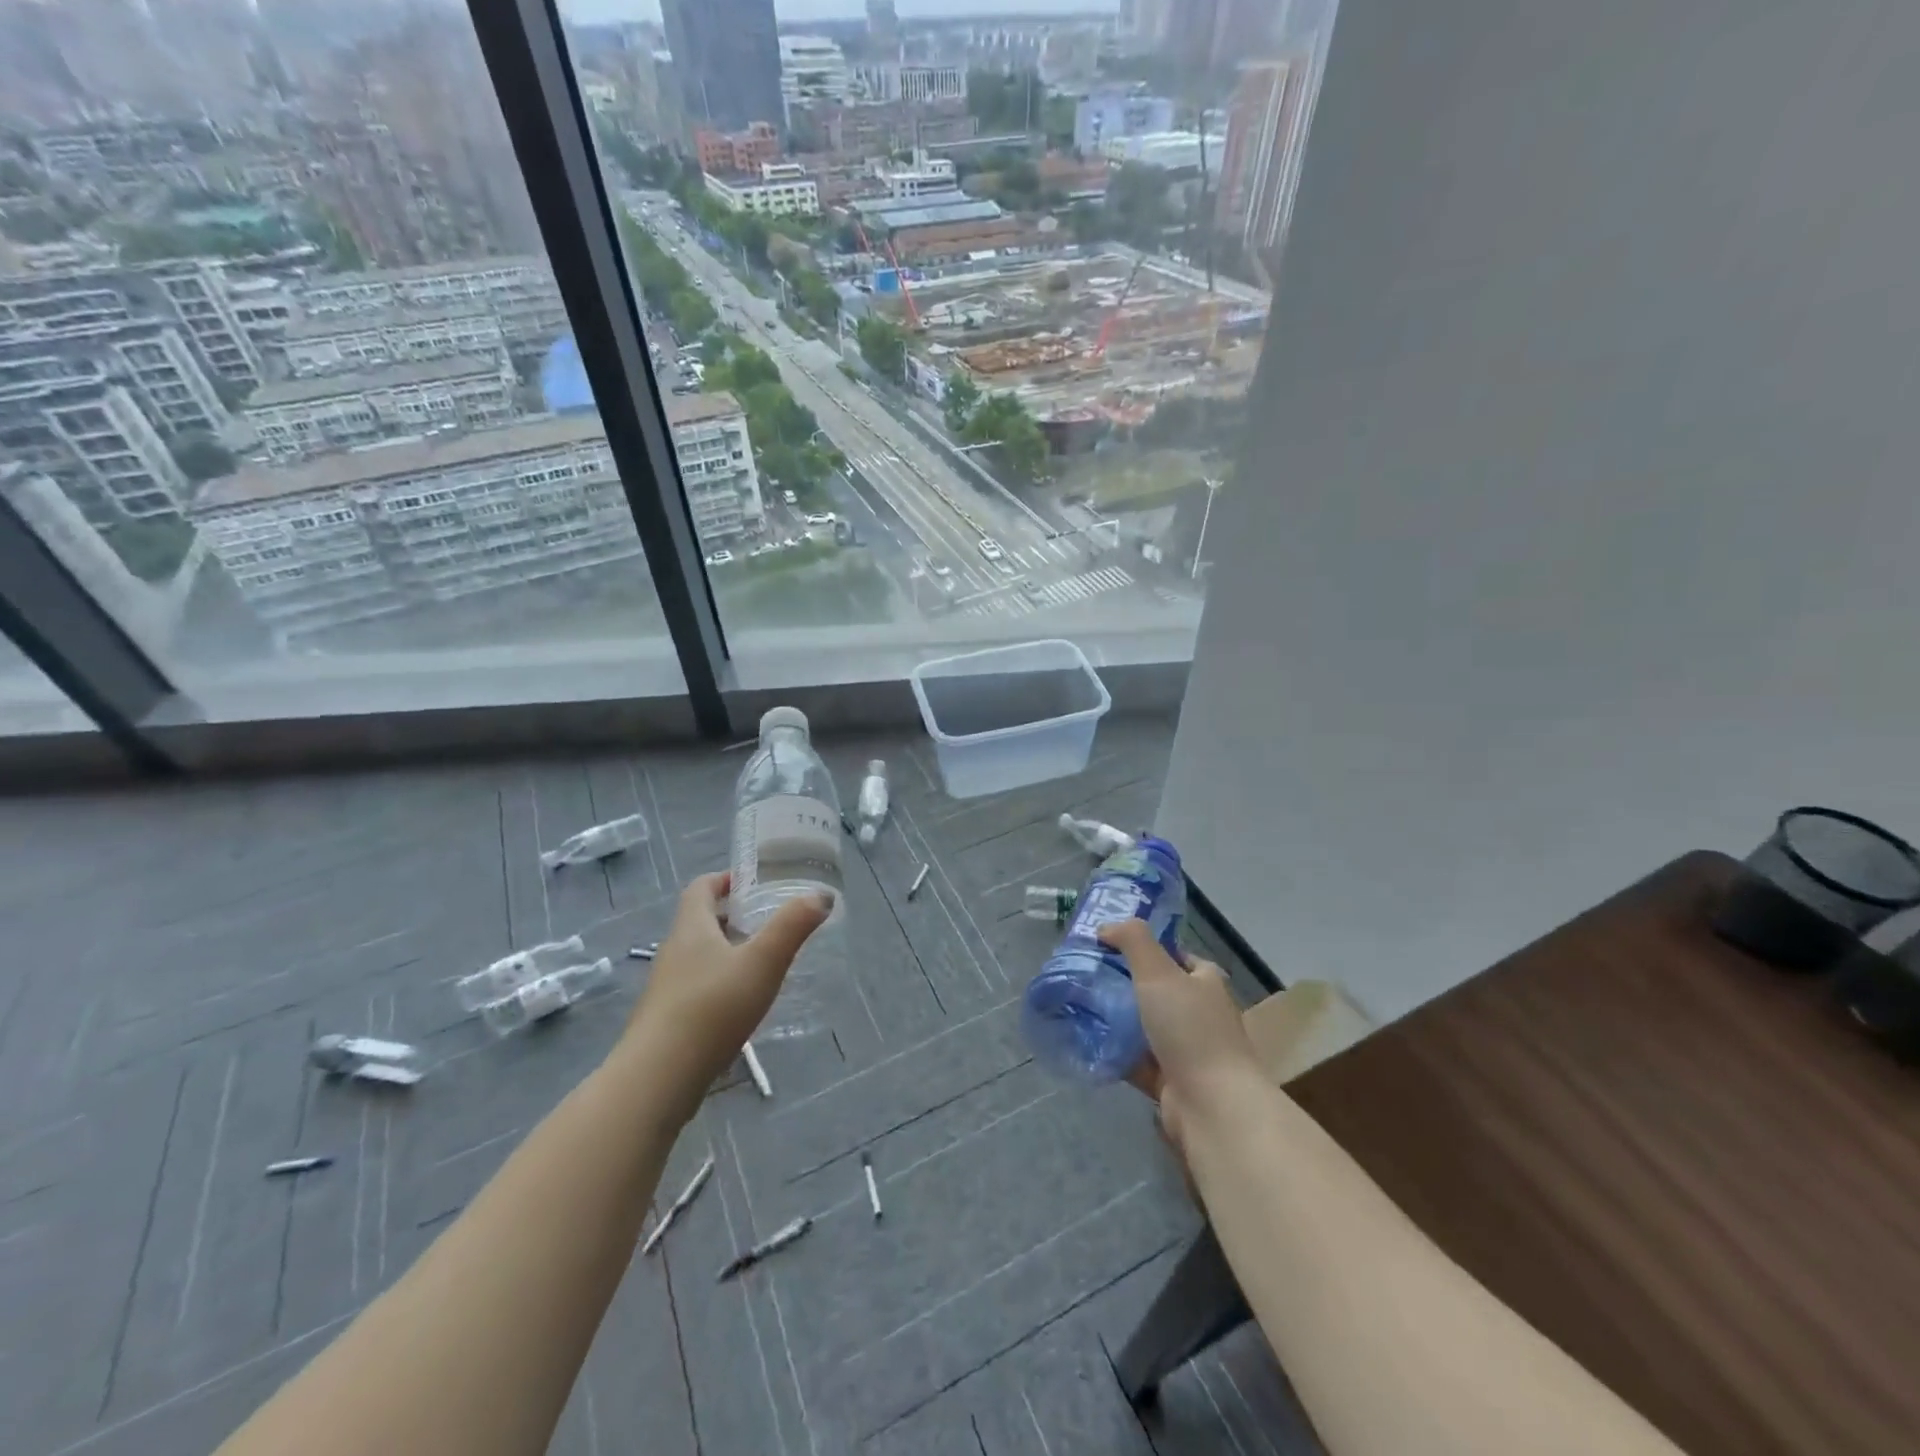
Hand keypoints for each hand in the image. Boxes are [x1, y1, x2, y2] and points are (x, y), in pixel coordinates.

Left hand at [621, 871, 829, 1121]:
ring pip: (699, 956)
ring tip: (763, 961)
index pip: (701, 888)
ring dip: (728, 951)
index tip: (755, 882)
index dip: (725, 879)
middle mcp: (674, 951)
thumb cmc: (712, 1008)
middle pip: (701, 921)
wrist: (658, 1079)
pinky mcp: (668, 1021)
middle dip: (733, 915)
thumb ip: (793, 926)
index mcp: (691, 928)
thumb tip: (821, 895)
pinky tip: (742, 1004)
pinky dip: (720, 983)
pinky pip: (697, 987)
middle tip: (770, 920)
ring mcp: (667, 988)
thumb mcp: (763, 962)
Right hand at [1096, 919, 1262, 1159]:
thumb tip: (1106, 927)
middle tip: (1088, 975)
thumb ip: (1133, 940)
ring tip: (1080, 1006)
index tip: (1110, 946)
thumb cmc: (1190, 1029)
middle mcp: (1200, 1014)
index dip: (1147, 948)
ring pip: (1145, 1027)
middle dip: (1125, 984)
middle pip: (1158, 992)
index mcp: (1206, 983)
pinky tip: (1089, 1043)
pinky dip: (1117, 1053)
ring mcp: (1187, 1050)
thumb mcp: (1158, 972)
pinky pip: (1138, 1060)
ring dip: (1118, 1020)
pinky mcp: (1171, 1082)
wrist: (1212, 1105)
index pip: (1176, 956)